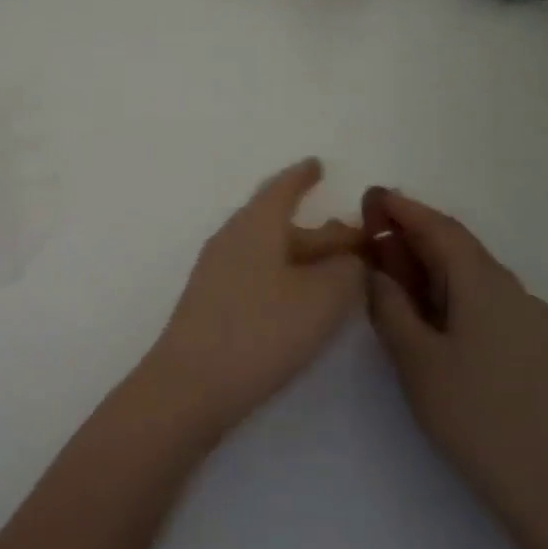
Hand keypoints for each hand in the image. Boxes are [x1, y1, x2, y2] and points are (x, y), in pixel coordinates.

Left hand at [138, 160, 365, 442]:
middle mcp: (231, 240)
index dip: (302, 176)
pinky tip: (303, 300)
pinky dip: (286, 277)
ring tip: (339, 271)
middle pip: (279, 223)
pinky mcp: (214, 304)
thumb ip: (347, 269)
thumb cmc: (261, 330)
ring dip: (304, 256)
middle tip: (356, 238)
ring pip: (269, 252)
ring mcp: (217, 273)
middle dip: (319, 229)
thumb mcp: (322, 297)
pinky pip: (258, 274)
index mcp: (254, 226)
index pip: (281, 189)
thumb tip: (350, 256)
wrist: (191, 384)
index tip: (318, 164)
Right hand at [361, 188, 547, 548]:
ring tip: (393, 279)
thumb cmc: (479, 418)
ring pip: (473, 278)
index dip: (402, 209)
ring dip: (431, 268)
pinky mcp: (539, 352)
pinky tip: (433, 320)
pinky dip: (451, 295)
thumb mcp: (416, 360)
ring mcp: (532, 323)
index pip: (439, 227)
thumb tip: (378, 271)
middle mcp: (513, 292)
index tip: (371, 196)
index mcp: (483, 284)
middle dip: (413, 236)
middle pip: (458, 248)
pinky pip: (487, 303)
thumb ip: (390, 307)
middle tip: (372, 238)